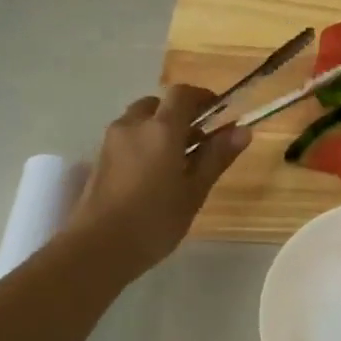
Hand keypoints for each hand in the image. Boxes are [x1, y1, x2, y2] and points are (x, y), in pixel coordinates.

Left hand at [67, 85, 249, 273]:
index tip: (219, 114)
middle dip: (180, 115)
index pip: (183, 93)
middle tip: (199, 143)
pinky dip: (144, 143)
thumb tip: (242, 130)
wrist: (98, 247)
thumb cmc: (155, 221)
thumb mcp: (194, 191)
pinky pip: (127, 138)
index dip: (203, 98)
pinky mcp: (100, 158)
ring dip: (160, 129)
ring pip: (140, 121)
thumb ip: (216, 157)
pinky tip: (154, 176)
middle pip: (158, 104)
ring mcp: (111, 141)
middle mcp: (133, 125)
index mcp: (161, 129)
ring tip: (177, 163)